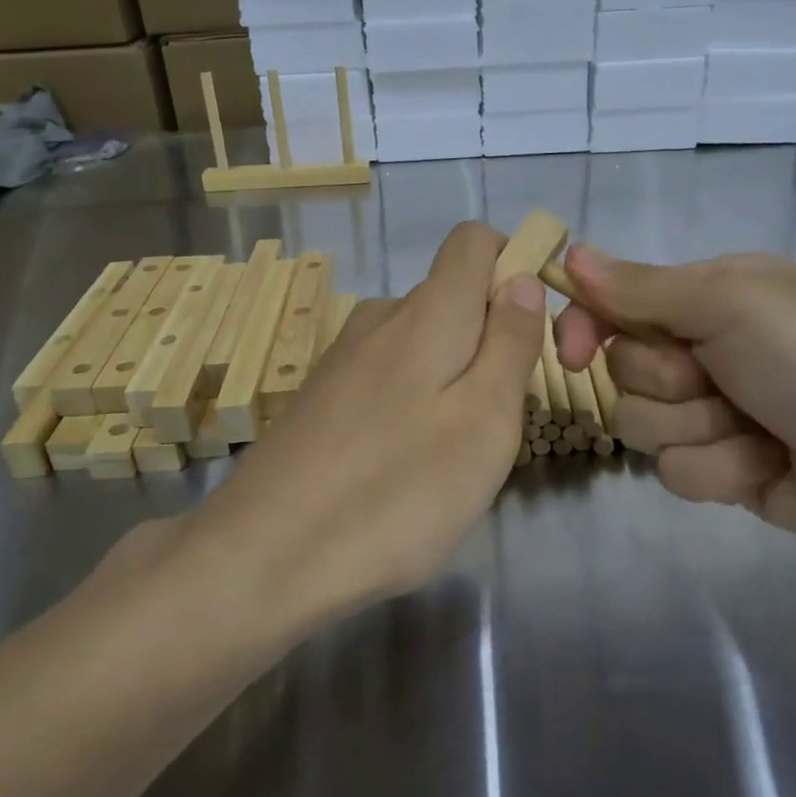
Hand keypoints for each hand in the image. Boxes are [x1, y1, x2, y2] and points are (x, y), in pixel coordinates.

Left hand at [191, 223, 544, 619]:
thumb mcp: (484, 421)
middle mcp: (380, 317)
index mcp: (427, 312)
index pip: (474, 240)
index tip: (531, 331)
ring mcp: (344, 357)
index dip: (513, 265)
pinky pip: (388, 377)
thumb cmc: (397, 491)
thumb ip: (510, 343)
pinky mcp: (321, 396)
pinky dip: (412, 405)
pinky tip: (400, 468)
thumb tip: (521, 277)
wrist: (263, 556)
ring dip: (452, 380)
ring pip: (422, 343)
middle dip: (489, 342)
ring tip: (450, 455)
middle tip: (496, 422)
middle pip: (453, 298)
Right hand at [553, 245, 795, 578]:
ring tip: (759, 429)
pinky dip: (722, 469)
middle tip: (723, 379)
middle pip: (623, 369)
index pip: (614, 304)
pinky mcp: (727, 472)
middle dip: (668, 381)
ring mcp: (716, 414)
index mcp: (709, 296)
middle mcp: (706, 350)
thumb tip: (570, 255)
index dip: (584, 326)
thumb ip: (642, 287)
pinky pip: (678, 473)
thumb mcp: (733, 302)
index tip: (569, 353)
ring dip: (699, 428)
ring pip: (643, 425)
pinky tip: (769, 466)